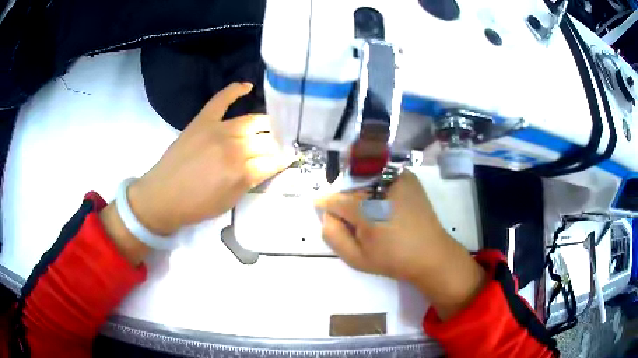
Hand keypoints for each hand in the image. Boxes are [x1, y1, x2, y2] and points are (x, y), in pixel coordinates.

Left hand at [100, 82, 292, 263]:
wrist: (162, 196)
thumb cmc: (196, 206)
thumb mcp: (230, 201)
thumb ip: (251, 181)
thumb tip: (269, 165)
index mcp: (241, 171)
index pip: (273, 160)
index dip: (285, 159)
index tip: (291, 157)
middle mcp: (234, 147)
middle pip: (266, 139)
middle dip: (278, 143)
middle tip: (281, 146)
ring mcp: (217, 129)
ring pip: (251, 121)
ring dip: (266, 124)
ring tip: (273, 127)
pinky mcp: (203, 121)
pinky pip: (221, 100)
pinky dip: (234, 90)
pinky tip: (247, 87)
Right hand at [315, 170, 485, 319]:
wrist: (431, 254)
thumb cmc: (393, 259)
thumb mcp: (356, 257)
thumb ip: (333, 235)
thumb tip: (327, 213)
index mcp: (367, 207)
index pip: (335, 199)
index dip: (326, 204)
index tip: (322, 208)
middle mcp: (381, 184)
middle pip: (349, 185)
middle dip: (344, 198)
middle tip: (351, 216)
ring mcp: (397, 176)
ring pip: (365, 176)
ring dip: (359, 189)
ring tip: (367, 209)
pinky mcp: (408, 176)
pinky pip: (382, 174)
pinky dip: (375, 184)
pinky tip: (382, 201)